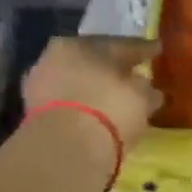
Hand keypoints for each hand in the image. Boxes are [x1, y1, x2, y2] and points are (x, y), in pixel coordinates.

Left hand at [22, 36, 160, 153]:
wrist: (65, 148)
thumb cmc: (108, 110)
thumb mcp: (140, 97)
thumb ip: (145, 88)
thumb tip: (148, 88)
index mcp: (81, 43)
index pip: (119, 44)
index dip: (142, 49)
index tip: (156, 50)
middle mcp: (56, 56)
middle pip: (94, 61)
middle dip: (114, 69)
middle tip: (134, 75)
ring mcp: (41, 85)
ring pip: (78, 82)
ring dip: (96, 89)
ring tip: (116, 100)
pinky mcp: (35, 113)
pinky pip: (69, 105)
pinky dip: (84, 108)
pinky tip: (98, 116)